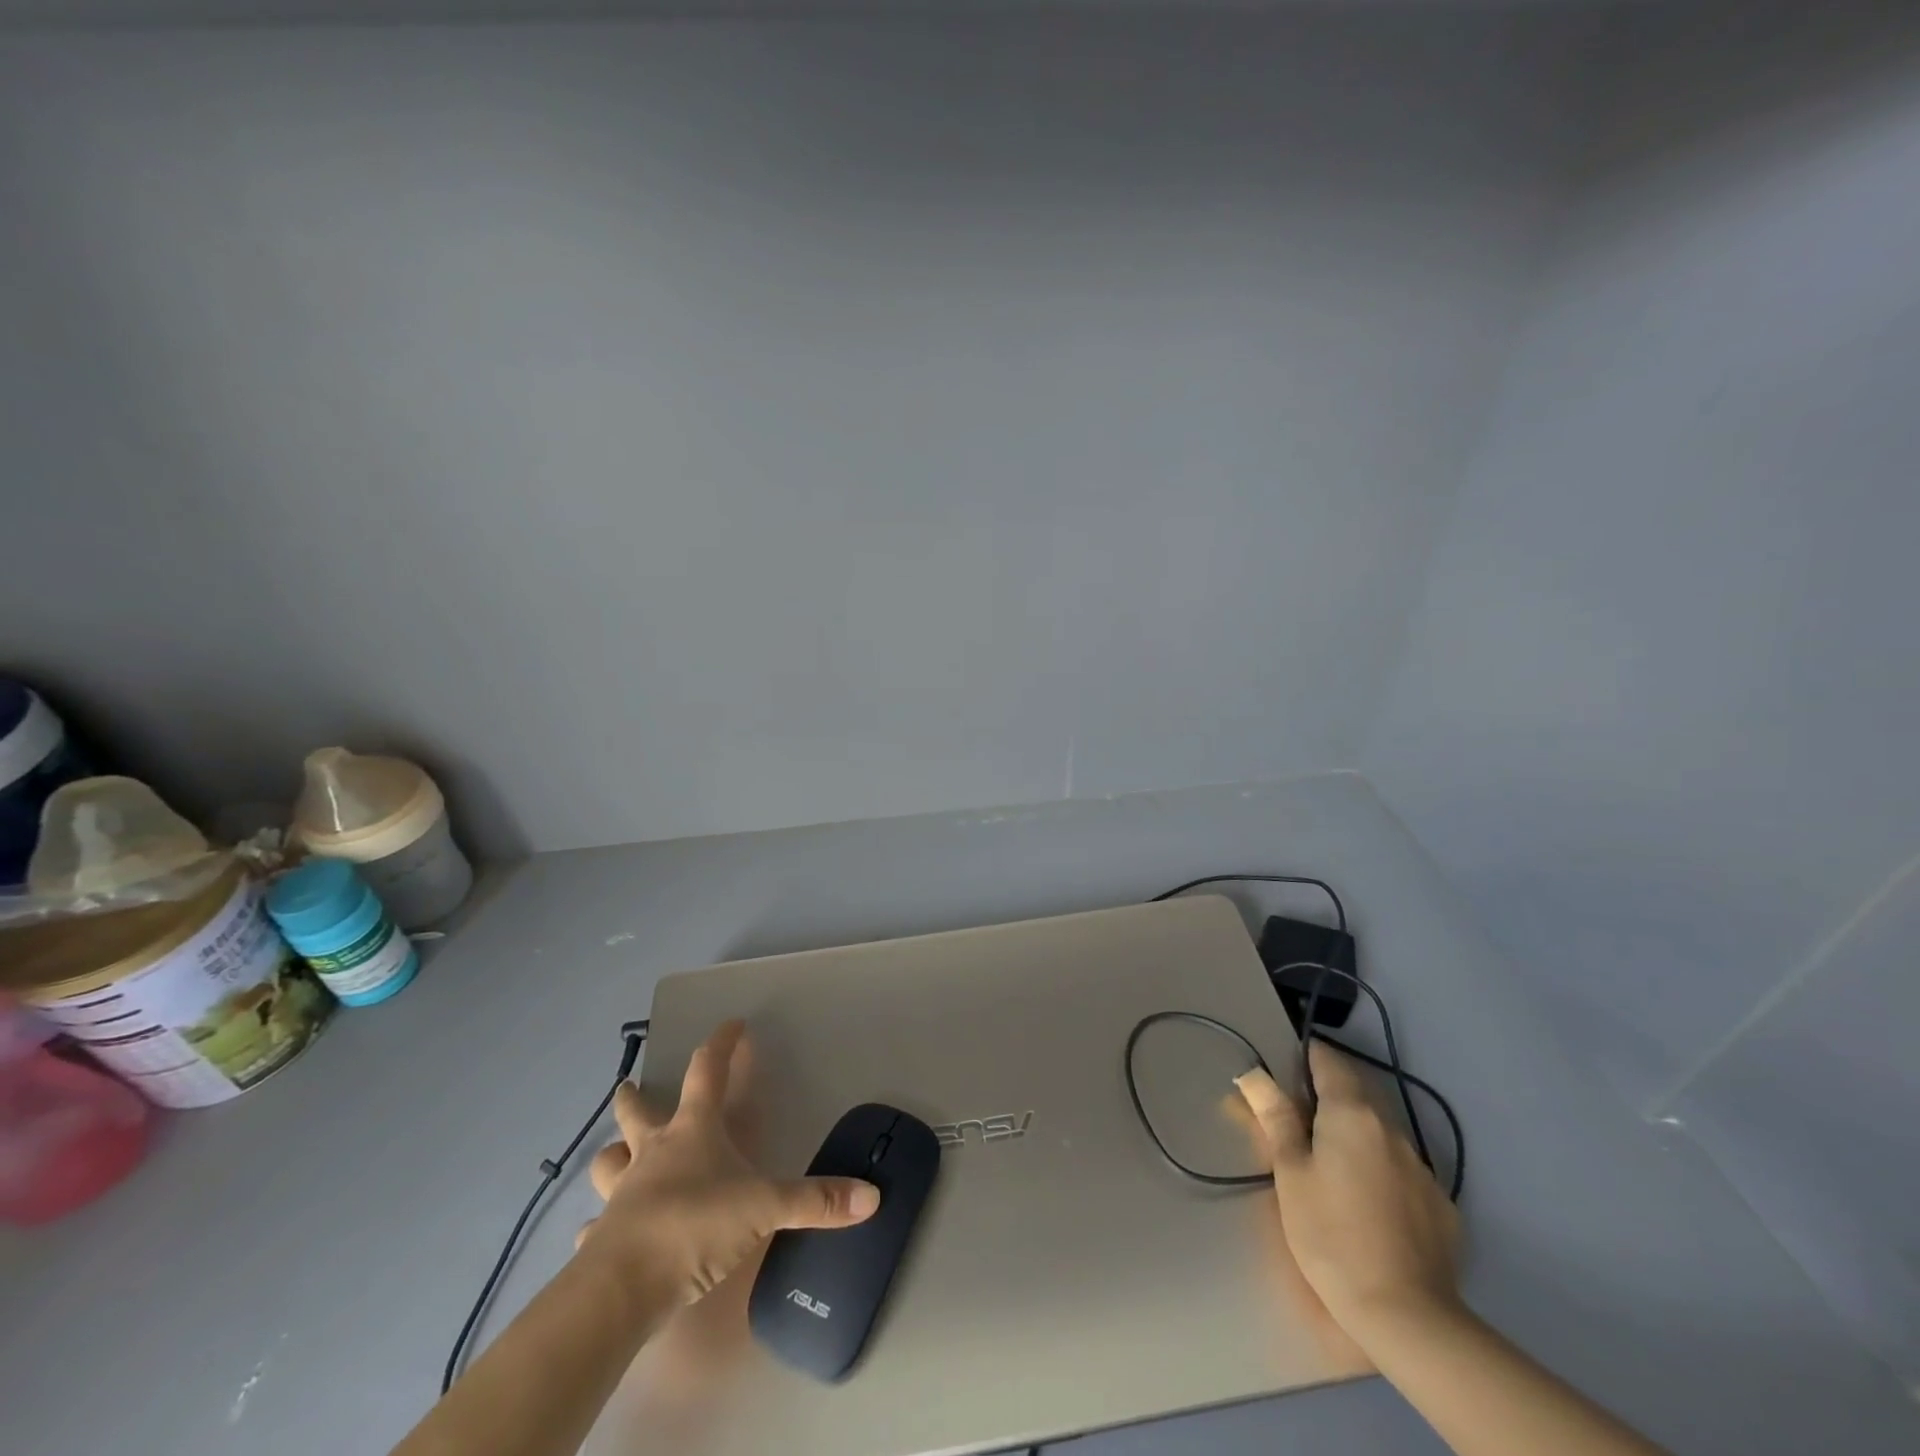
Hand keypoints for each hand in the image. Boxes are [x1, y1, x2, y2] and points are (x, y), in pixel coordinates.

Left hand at [577, 1020, 880, 1304]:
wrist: (621, 1289)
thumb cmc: (695, 1226)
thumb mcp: (766, 1208)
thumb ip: (817, 1202)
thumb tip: (871, 1197)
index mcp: (693, 1130)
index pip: (708, 1070)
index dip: (722, 1043)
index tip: (732, 1024)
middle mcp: (653, 1151)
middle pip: (637, 1111)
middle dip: (635, 1096)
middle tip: (629, 1087)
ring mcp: (621, 1194)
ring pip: (608, 1161)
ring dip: (613, 1155)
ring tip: (618, 1156)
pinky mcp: (600, 1238)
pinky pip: (595, 1226)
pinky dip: (600, 1226)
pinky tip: (604, 1236)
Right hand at [1236, 1041, 1459, 1341]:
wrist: (1407, 1316)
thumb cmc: (1331, 1234)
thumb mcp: (1290, 1173)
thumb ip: (1275, 1117)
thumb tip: (1254, 1074)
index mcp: (1352, 1114)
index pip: (1329, 1061)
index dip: (1305, 1057)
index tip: (1284, 1068)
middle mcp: (1392, 1130)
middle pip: (1356, 1095)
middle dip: (1327, 1098)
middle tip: (1297, 1123)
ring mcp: (1422, 1169)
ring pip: (1380, 1134)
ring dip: (1354, 1136)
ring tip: (1330, 1168)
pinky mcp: (1441, 1207)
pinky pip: (1402, 1171)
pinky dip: (1380, 1172)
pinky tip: (1368, 1206)